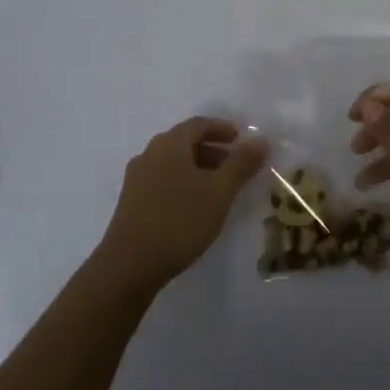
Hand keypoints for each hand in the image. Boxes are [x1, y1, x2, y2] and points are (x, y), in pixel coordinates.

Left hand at [98, 117, 268, 290]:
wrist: (129, 264)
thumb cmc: (179, 220)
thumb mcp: (220, 192)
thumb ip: (241, 164)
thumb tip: (260, 140)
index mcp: (169, 145)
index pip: (198, 124)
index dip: (222, 128)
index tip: (241, 139)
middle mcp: (149, 154)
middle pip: (184, 142)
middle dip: (212, 150)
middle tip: (235, 165)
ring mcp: (136, 179)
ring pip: (172, 163)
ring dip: (198, 168)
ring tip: (219, 189)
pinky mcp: (131, 202)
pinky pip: (162, 181)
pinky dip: (183, 183)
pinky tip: (194, 206)